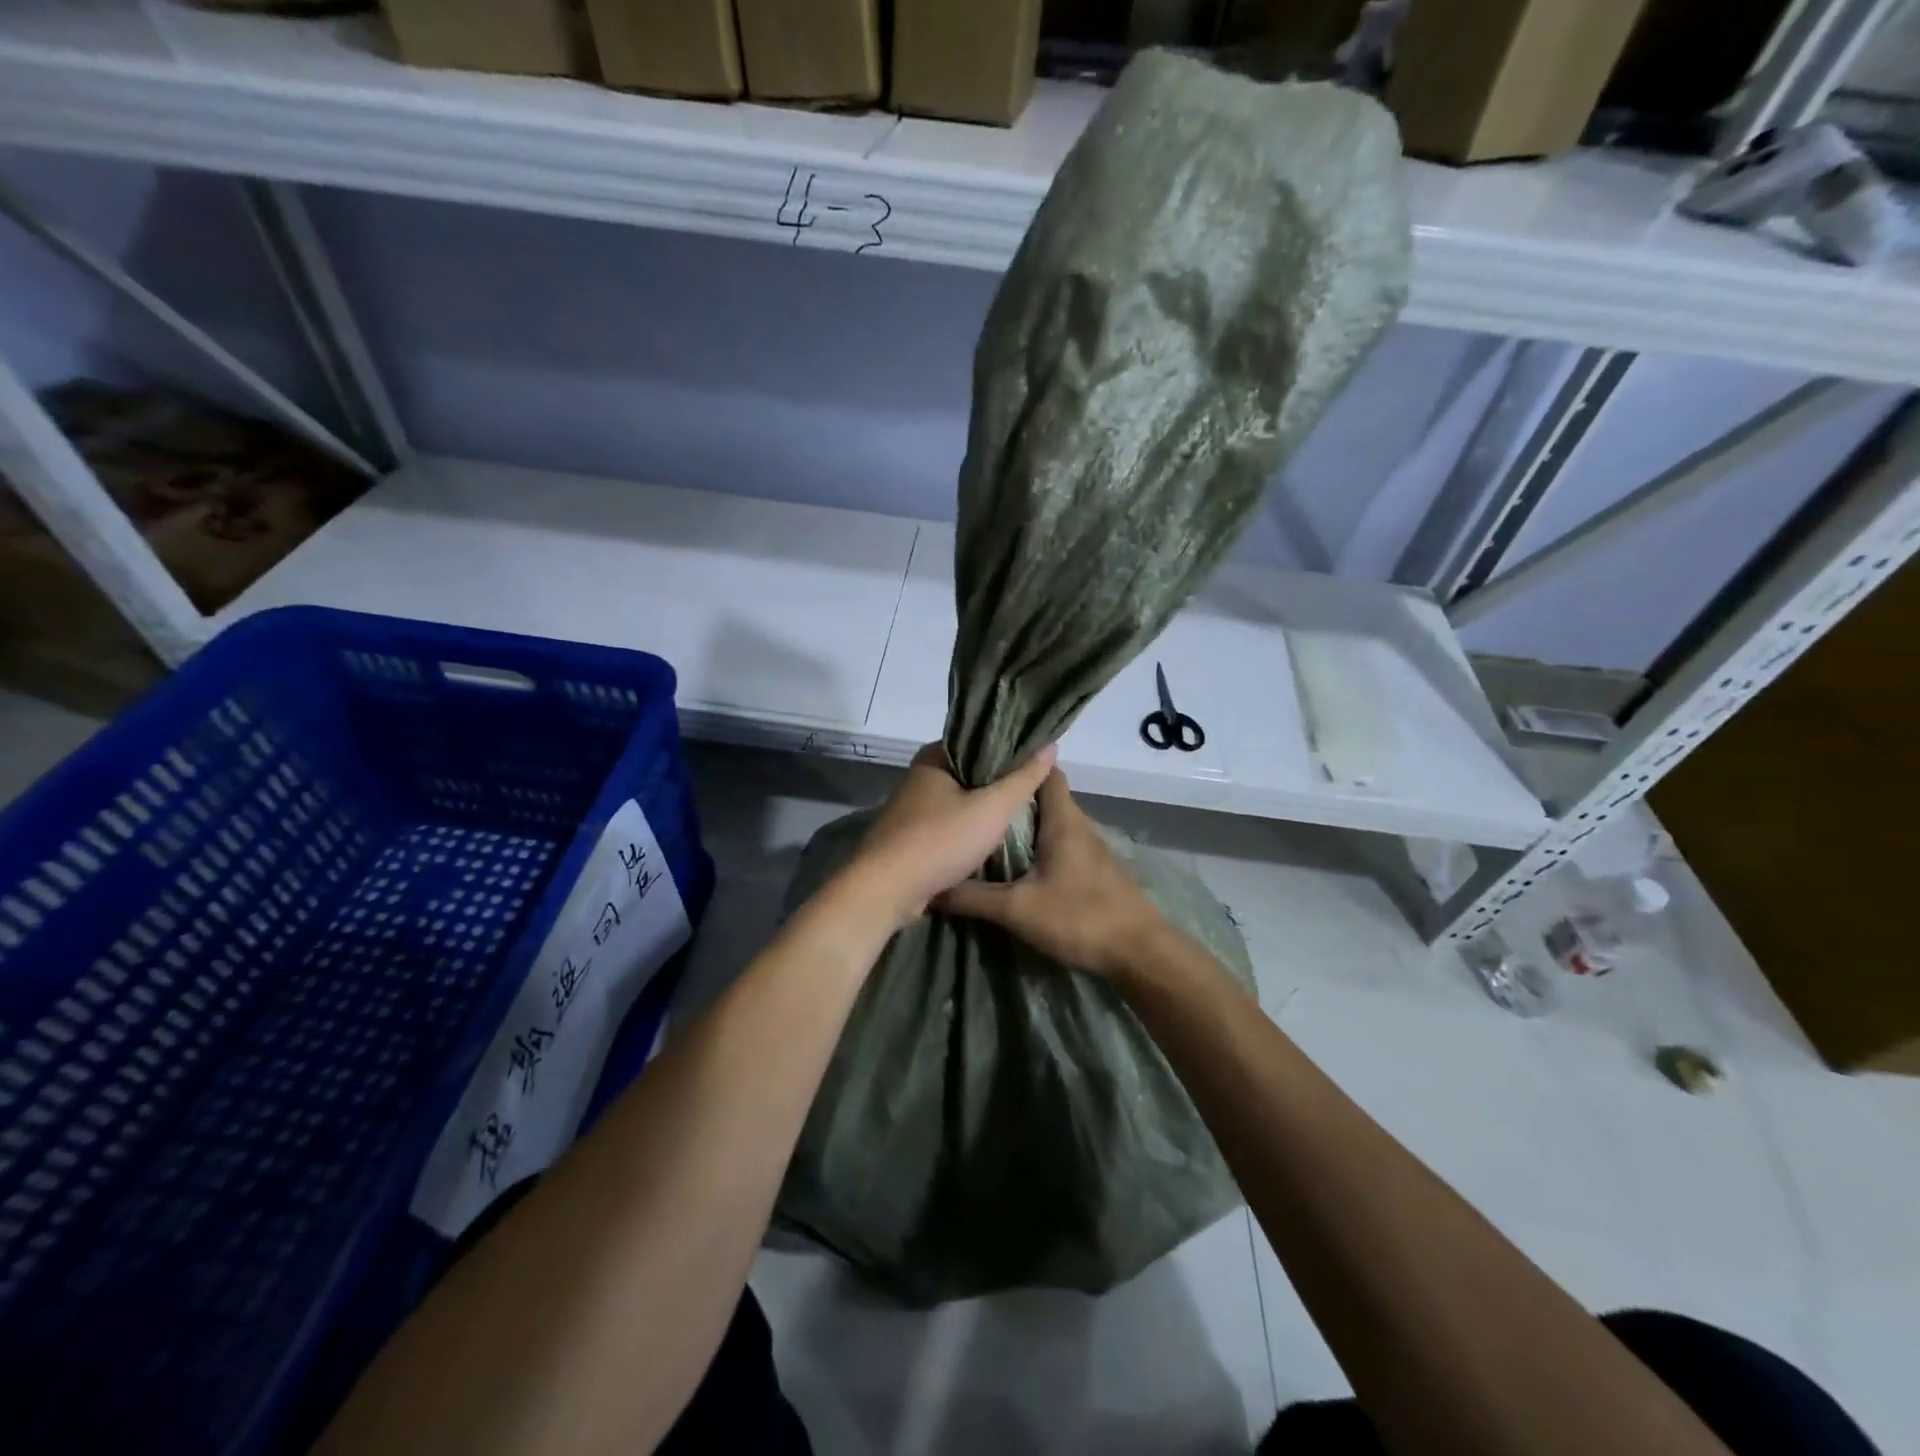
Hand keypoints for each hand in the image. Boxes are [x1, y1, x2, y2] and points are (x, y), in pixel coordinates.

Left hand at [844, 742, 1058, 928]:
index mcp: (933, 759)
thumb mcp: (993, 807)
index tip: (1036, 762)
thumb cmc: (941, 840)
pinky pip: (946, 829)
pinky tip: (990, 842)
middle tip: (1033, 791)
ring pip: (957, 803)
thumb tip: (1051, 745)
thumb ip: (1023, 778)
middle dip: (997, 783)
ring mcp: (910, 811)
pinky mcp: (908, 840)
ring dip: (982, 811)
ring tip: (1018, 816)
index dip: (1008, 750)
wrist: (887, 890)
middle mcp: (918, 779)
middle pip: (968, 774)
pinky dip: (966, 833)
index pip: (977, 742)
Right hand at [935, 767, 1167, 978]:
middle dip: (1012, 796)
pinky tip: (1016, 862)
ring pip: (1052, 822)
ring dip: (1024, 822)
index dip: (1019, 762)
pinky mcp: (1093, 870)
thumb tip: (930, 888)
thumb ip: (973, 897)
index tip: (984, 764)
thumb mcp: (1017, 909)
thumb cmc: (1079, 917)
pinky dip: (1037, 845)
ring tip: (985, 827)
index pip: (1044, 771)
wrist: (1139, 952)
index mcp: (1062, 819)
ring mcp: (1089, 848)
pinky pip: (1060, 844)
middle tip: (973, 799)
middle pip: (1044, 796)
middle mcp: (1078, 825)